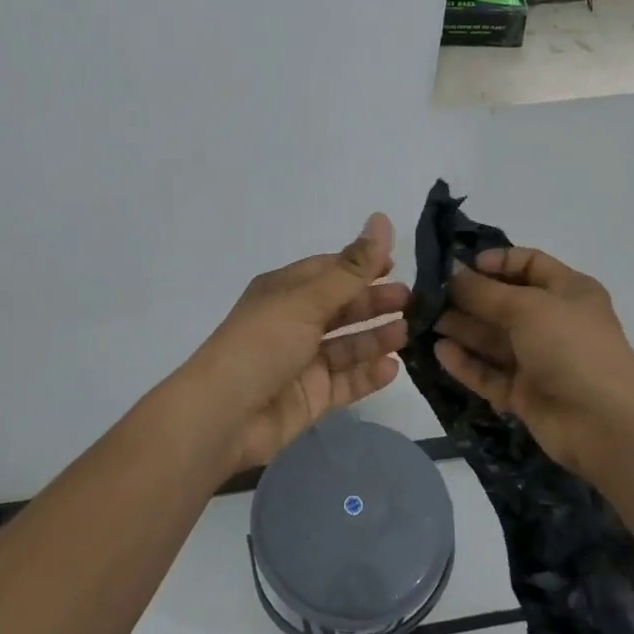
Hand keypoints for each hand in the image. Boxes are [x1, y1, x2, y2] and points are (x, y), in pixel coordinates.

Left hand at [188, 213, 408, 473]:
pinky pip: (346, 381)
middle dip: (374, 303)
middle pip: (342, 308)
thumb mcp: (308, 300)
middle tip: (411, 303)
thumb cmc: (262, 344)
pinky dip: (368, 374)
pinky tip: (392, 368)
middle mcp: (294, 323)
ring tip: (406, 334)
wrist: (222, 416)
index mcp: (285, 292)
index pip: (330, 271)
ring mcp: (303, 362)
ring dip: (376, 338)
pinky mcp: (311, 397)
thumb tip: (381, 218)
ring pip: (348, 346)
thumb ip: (351, 268)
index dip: (362, 266)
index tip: (396, 265)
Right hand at [434, 246, 633, 473]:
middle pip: (504, 302)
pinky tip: (439, 352)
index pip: (529, 264)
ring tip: (425, 320)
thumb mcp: (527, 307)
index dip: (496, 262)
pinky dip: (466, 362)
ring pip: (493, 339)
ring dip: (462, 328)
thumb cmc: (571, 347)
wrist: (606, 424)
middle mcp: (553, 322)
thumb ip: (484, 292)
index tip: (461, 266)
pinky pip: (490, 373)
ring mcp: (539, 360)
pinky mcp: (525, 393)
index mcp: (568, 291)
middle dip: (469, 297)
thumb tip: (452, 273)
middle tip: (428, 295)